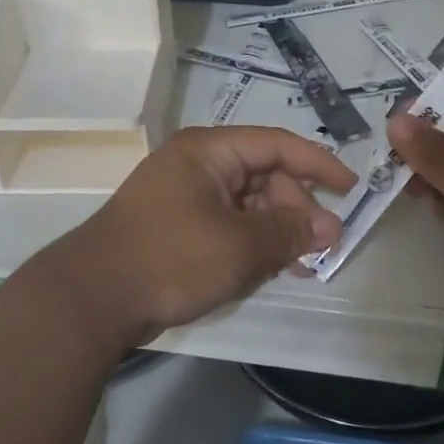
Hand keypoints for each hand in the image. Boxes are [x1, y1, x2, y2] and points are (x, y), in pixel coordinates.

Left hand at [44, 126, 356, 351]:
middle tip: (322, 247)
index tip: (351, 189)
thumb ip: (289, 232)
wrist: (92, 298)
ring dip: (275, 232)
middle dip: (296, 210)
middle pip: (264, 176)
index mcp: (210, 151)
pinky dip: (250, 244)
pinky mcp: (176, 227)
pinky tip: (266, 270)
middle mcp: (197, 165)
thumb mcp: (240, 246)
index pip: (277, 144)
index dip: (319, 164)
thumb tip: (330, 227)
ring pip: (247, 205)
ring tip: (299, 266)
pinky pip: (226, 225)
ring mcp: (184, 196)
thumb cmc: (171, 258)